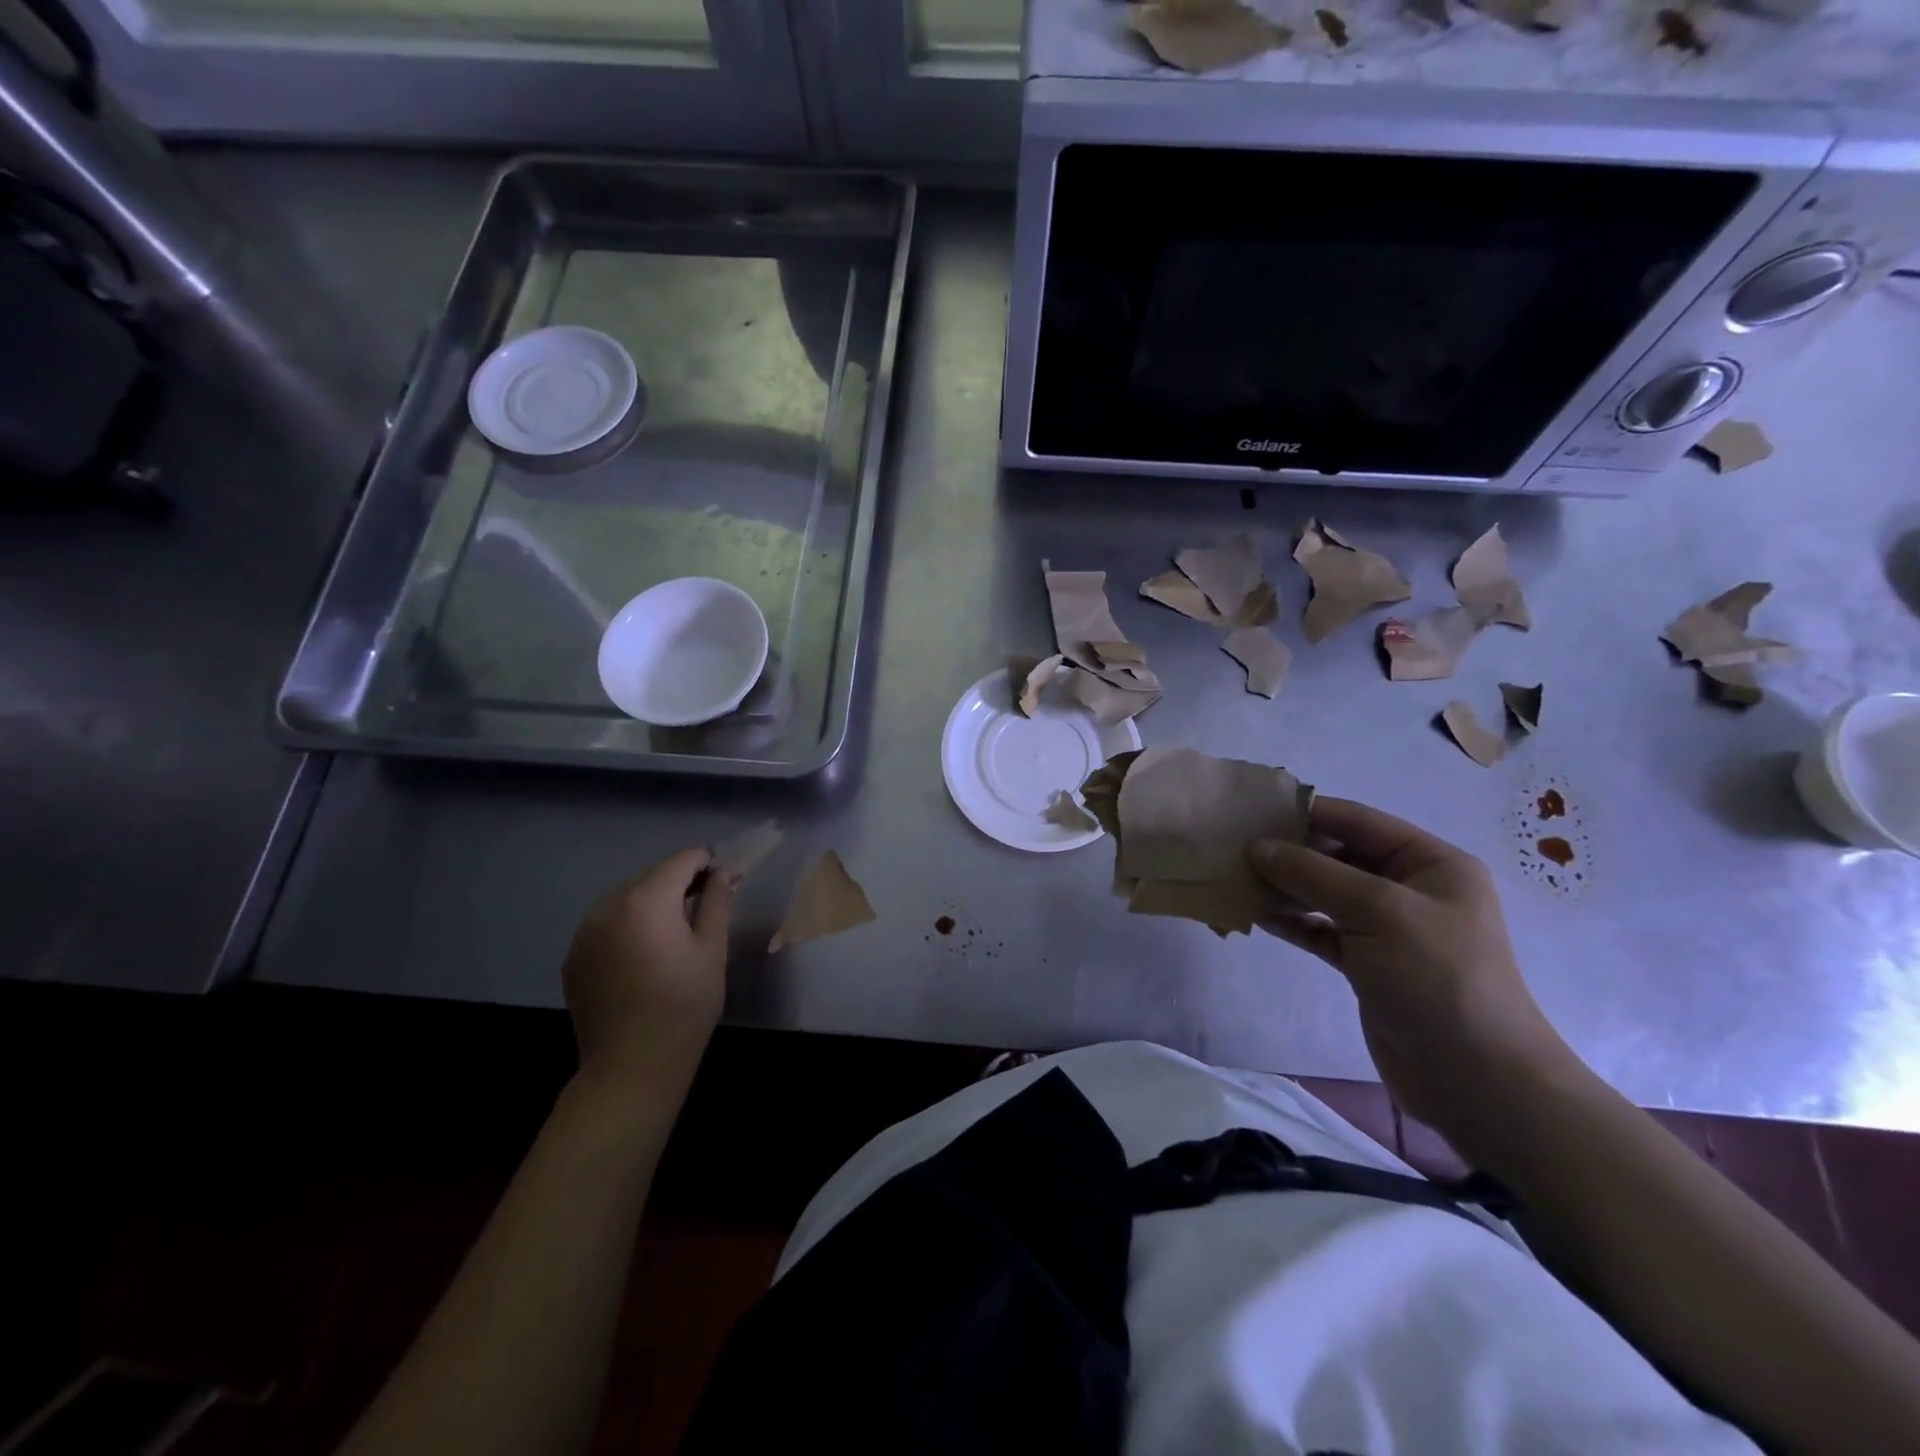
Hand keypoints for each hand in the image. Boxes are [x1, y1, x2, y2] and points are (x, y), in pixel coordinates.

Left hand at [561, 847, 733, 1087]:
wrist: (630, 1067)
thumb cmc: (684, 1005)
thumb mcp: (712, 950)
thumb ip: (717, 902)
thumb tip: (723, 872)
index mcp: (646, 899)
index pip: (683, 860)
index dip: (708, 864)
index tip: (724, 883)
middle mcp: (608, 905)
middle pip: (652, 876)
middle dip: (679, 884)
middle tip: (703, 911)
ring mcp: (584, 931)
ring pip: (627, 899)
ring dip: (651, 905)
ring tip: (671, 936)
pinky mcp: (573, 956)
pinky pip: (607, 924)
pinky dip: (628, 927)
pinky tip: (642, 958)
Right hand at [1247, 797, 1577, 1140]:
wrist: (1476, 1081)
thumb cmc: (1437, 978)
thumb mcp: (1377, 911)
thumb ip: (1313, 873)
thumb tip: (1256, 846)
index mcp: (1431, 863)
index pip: (1358, 821)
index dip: (1306, 812)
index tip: (1252, 810)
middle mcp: (1410, 889)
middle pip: (1338, 856)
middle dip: (1289, 852)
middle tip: (1233, 848)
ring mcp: (1389, 930)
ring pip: (1325, 894)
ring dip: (1284, 887)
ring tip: (1236, 879)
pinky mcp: (1368, 964)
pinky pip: (1321, 930)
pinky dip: (1292, 922)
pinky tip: (1256, 915)